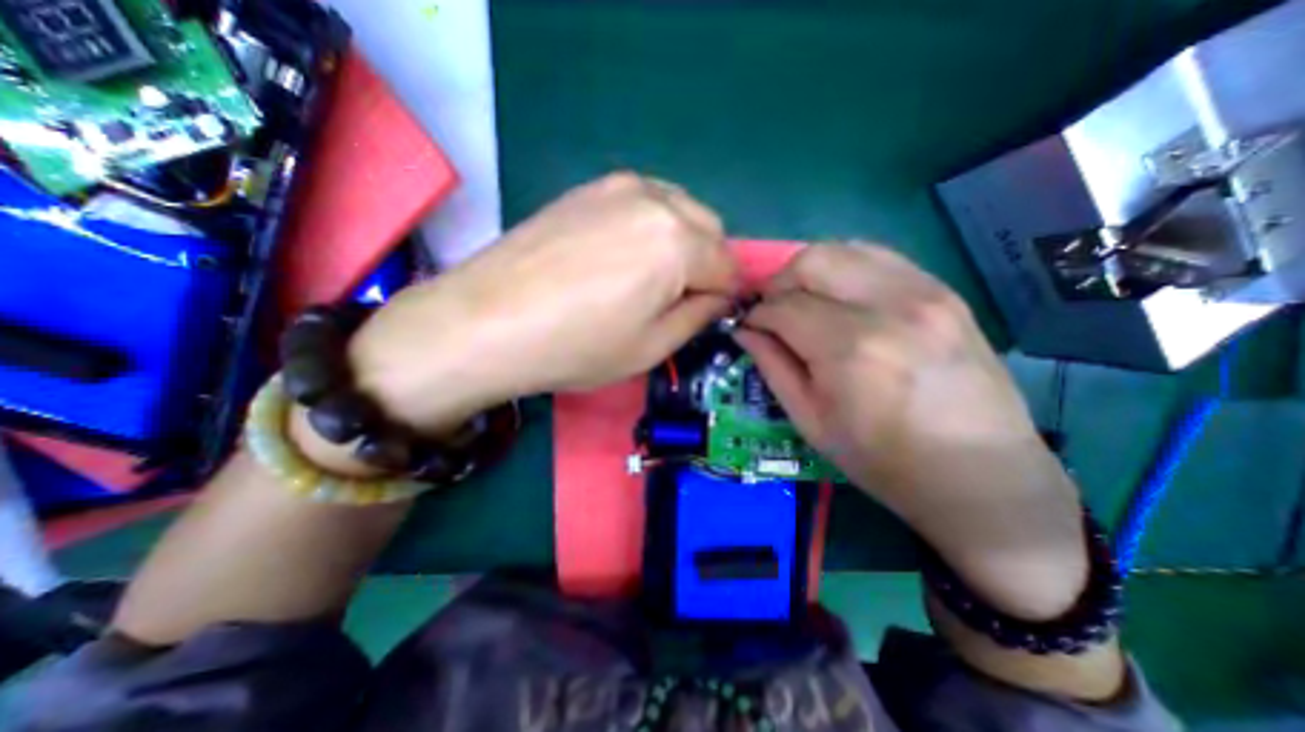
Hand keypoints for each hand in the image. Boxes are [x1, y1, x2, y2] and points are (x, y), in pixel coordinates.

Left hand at [347, 173, 736, 435]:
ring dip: (682, 242)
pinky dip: (651, 226)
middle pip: (709, 229)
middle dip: (706, 264)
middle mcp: (656, 200)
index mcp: (679, 242)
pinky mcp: (588, 188)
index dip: (724, 296)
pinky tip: (621, 256)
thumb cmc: (577, 345)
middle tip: (678, 298)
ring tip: (648, 277)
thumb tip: (717, 297)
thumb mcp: (652, 347)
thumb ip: (698, 316)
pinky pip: (644, 202)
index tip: (708, 315)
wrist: (487, 322)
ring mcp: (618, 186)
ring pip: (679, 210)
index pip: (729, 266)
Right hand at [737, 242, 1087, 617]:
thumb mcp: (811, 421)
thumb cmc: (883, 461)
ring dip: (810, 271)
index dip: (756, 315)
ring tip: (804, 302)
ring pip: (845, 249)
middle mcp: (888, 308)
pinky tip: (840, 297)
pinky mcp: (945, 291)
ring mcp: (925, 292)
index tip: (749, 327)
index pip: (783, 307)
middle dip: (779, 282)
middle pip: (812, 261)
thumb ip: (772, 366)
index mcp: (850, 349)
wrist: (981, 475)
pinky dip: (846, 269)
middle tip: (773, 311)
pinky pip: (880, 258)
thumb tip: (744, 330)